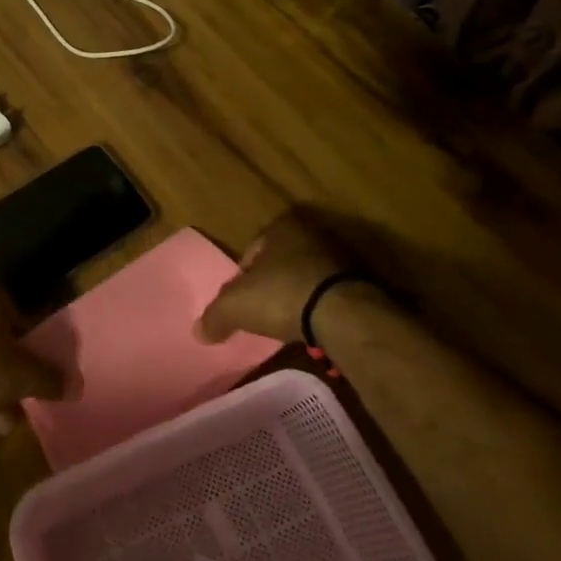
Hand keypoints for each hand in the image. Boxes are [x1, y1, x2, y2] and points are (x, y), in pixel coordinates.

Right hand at [196, 208, 365, 344]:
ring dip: (298, 295)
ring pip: (307, 276)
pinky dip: (321, 307)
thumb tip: (199, 333)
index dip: (243, 275)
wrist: (344, 314)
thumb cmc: (281, 295)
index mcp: (280, 227)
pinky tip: (314, 326)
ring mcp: (341, 256)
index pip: (252, 250)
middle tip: (263, 309)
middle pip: (281, 261)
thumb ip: (214, 316)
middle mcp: (311, 233)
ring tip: (289, 321)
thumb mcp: (235, 307)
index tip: (242, 299)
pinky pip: (330, 293)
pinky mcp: (362, 281)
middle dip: (272, 283)